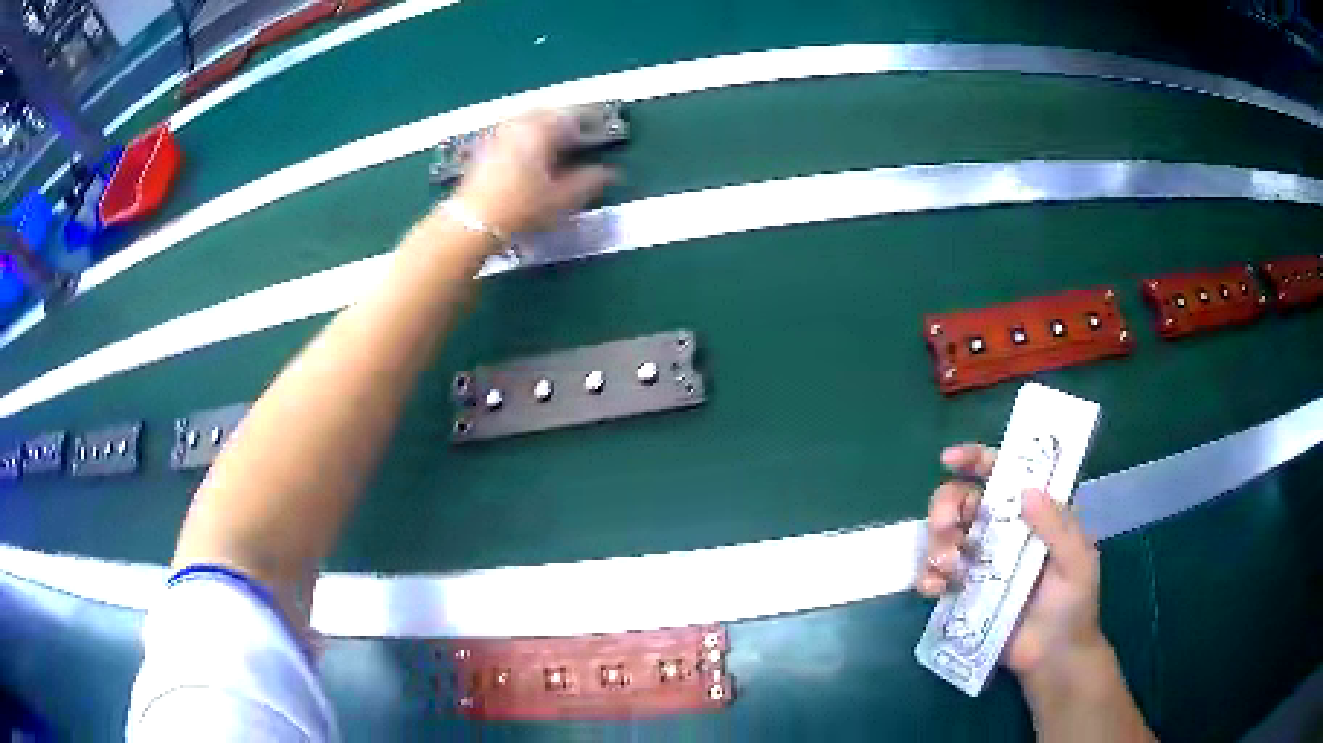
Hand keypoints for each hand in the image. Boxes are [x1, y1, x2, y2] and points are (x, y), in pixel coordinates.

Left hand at [450, 111, 613, 237]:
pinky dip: (524, 137)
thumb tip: (609, 174)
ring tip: (553, 146)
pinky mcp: (484, 147)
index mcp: (542, 130)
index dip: (589, 124)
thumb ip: (588, 182)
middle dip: (563, 122)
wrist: (472, 222)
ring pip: (527, 121)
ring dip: (542, 128)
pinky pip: (511, 132)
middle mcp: (520, 125)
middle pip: (548, 113)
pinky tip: (527, 156)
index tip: (599, 132)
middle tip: (576, 136)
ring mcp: (499, 134)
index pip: (573, 117)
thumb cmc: (520, 208)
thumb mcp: (561, 199)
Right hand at [917, 444, 1108, 681]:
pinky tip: (936, 589)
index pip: (1003, 475)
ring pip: (943, 536)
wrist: (1053, 659)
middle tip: (947, 526)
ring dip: (938, 544)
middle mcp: (1002, 533)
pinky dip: (927, 577)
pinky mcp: (962, 594)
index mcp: (1032, 516)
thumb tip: (1026, 491)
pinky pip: (934, 577)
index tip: (950, 460)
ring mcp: (979, 564)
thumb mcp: (1077, 561)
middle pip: (962, 500)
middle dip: (946, 505)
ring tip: (952, 568)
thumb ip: (1057, 526)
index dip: (976, 459)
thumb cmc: (1073, 605)